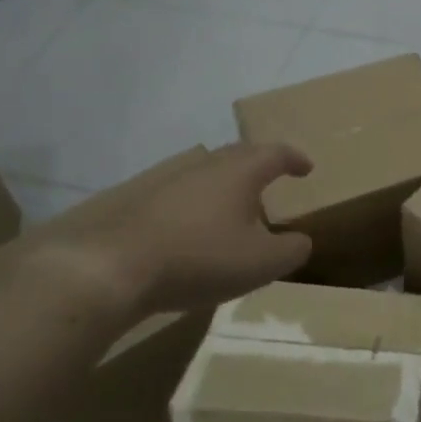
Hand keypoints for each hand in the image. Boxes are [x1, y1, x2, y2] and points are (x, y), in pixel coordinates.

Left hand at [26, 143, 313, 322]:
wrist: (113, 268)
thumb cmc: (200, 258)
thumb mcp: (262, 263)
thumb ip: (292, 250)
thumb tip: (301, 241)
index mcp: (240, 172)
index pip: (275, 153)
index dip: (294, 159)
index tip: (306, 168)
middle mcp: (206, 166)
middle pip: (239, 155)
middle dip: (260, 164)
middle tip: (272, 179)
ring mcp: (168, 180)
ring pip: (207, 172)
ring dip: (226, 183)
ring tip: (235, 205)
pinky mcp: (140, 201)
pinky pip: (181, 193)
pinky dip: (197, 203)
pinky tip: (194, 226)